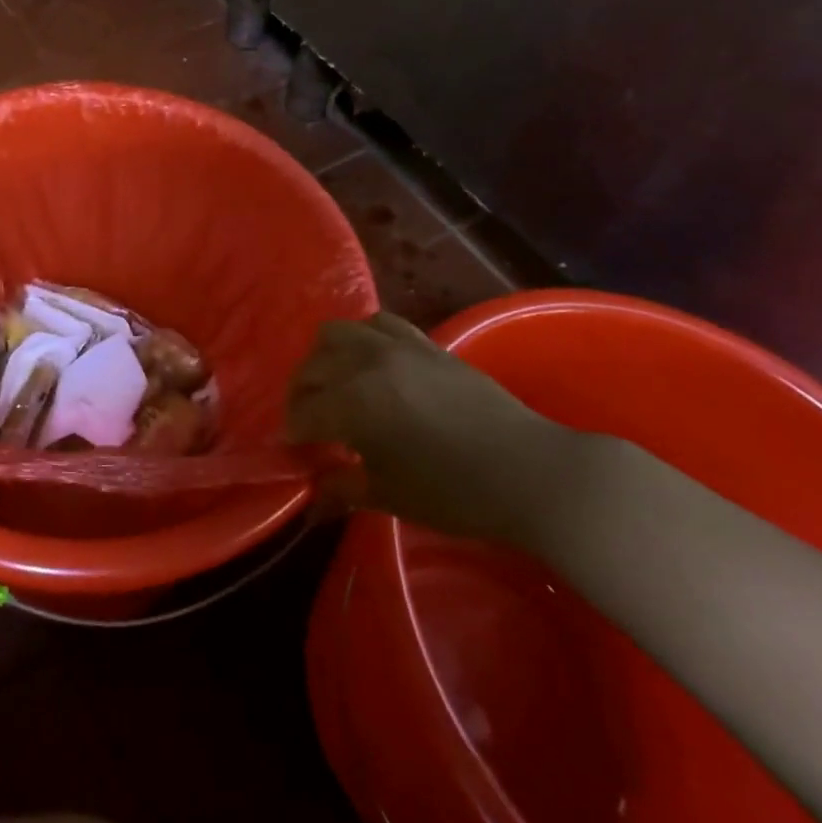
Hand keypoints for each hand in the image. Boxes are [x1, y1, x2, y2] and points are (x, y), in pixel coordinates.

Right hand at [286, 313, 581, 546]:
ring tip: (334, 387)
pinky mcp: (425, 343)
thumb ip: (342, 489)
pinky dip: (363, 339)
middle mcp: (367, 363)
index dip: (292, 434)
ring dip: (325, 358)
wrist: (529, 472)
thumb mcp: (389, 496)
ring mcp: (398, 346)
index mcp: (353, 403)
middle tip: (308, 425)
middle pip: (312, 367)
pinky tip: (371, 364)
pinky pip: (379, 324)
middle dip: (301, 396)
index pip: (303, 412)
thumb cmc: (455, 493)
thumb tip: (311, 498)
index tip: (294, 453)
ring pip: (338, 333)